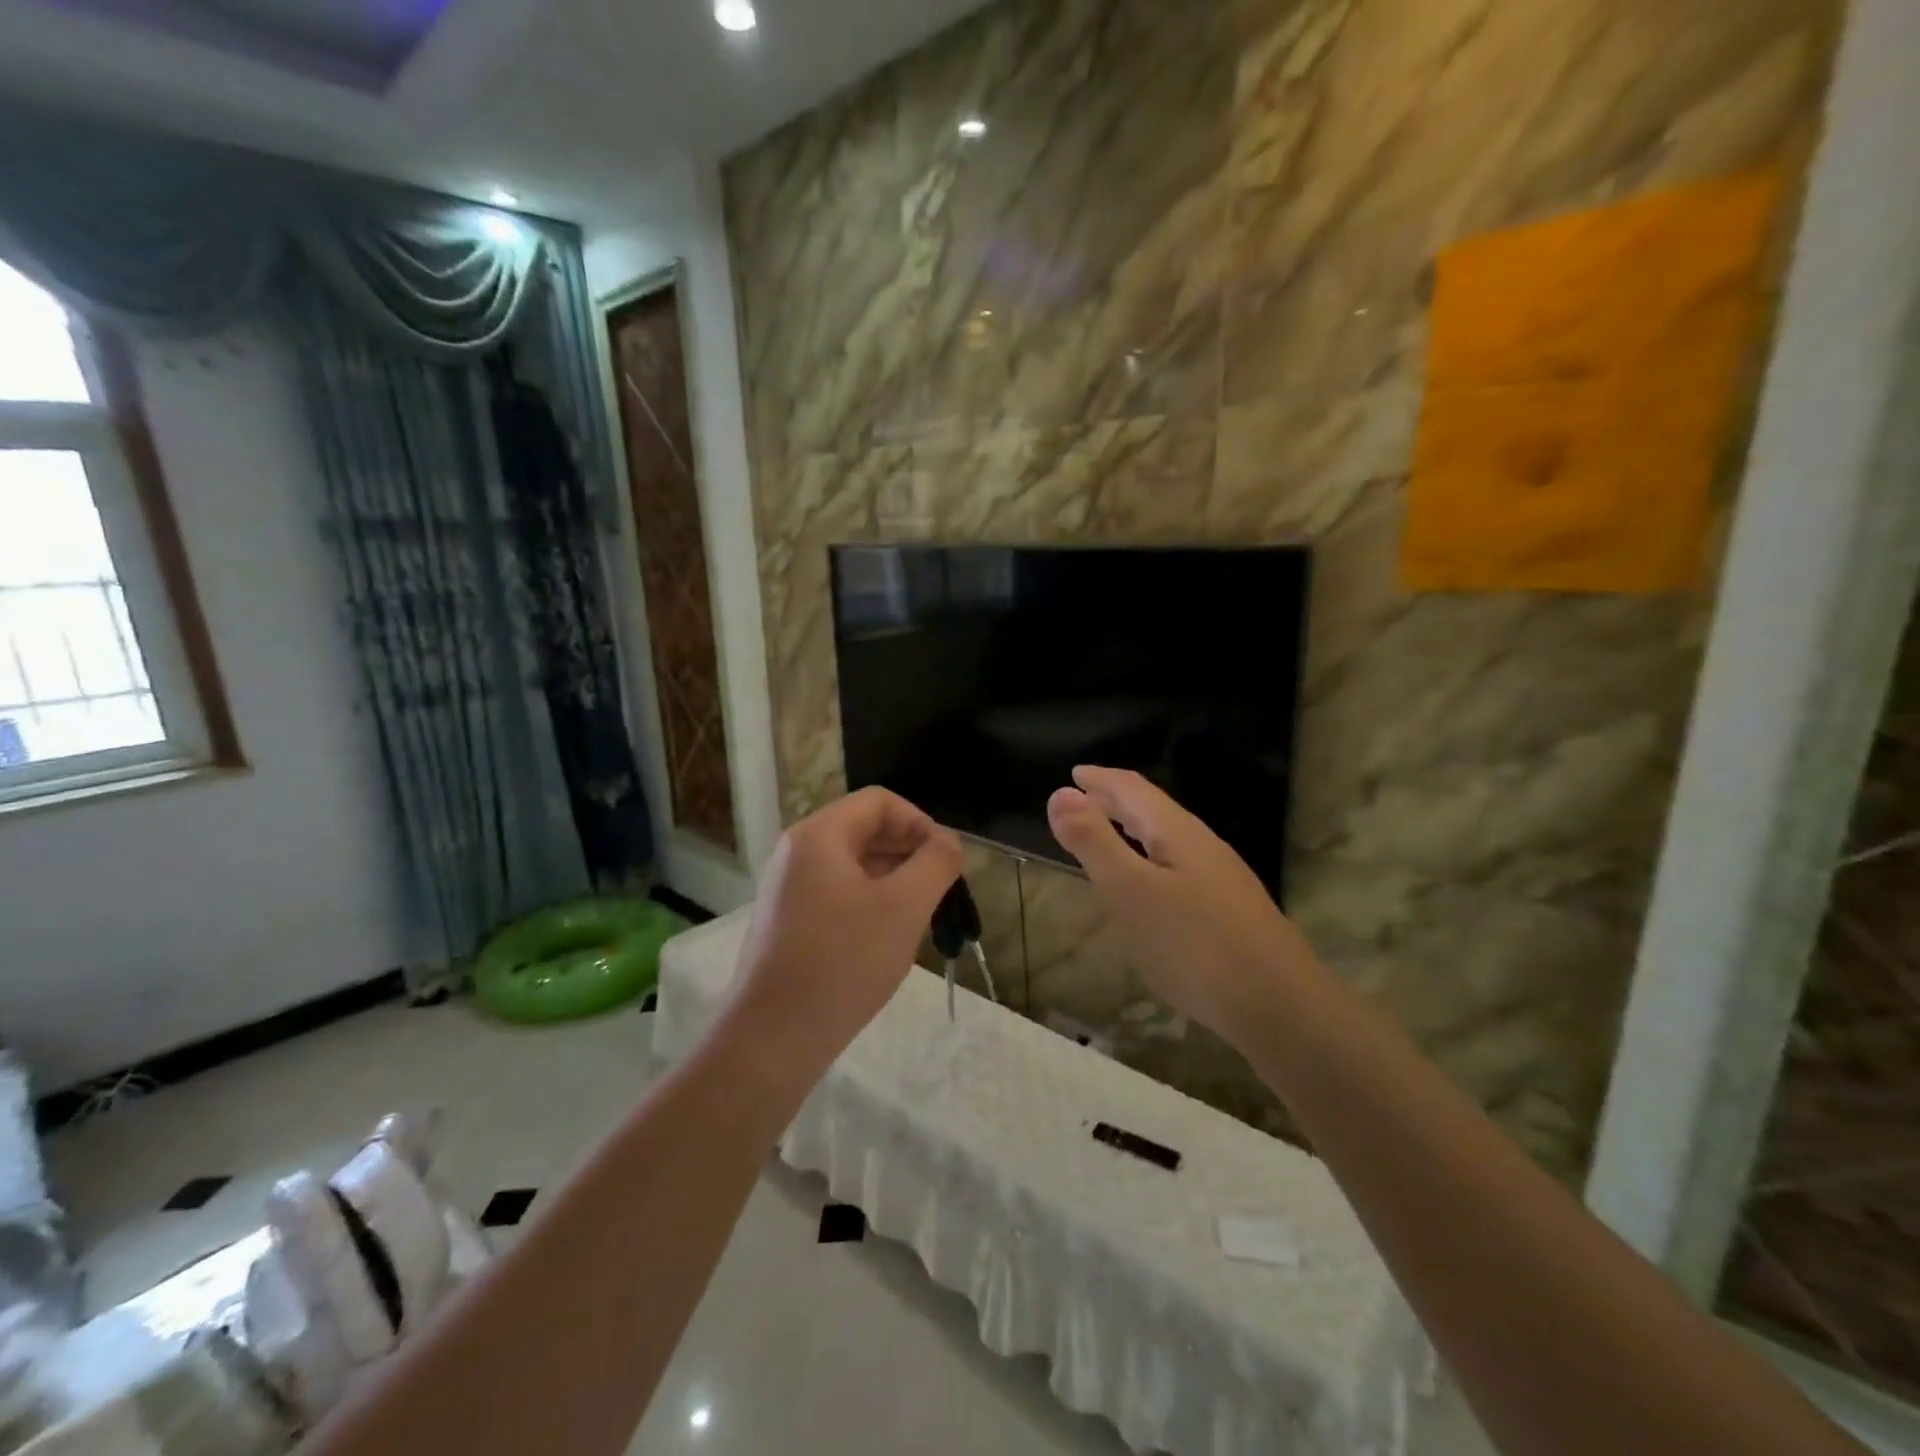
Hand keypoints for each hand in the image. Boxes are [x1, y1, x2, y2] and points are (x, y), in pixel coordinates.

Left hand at [727, 788, 962, 1087]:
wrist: (772, 1039)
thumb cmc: (843, 962)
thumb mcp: (904, 907)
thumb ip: (935, 863)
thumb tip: (947, 842)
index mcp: (819, 835)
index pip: (880, 802)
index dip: (920, 822)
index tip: (946, 861)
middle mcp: (797, 853)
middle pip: (865, 829)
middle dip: (909, 852)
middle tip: (941, 891)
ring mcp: (788, 889)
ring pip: (853, 865)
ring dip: (894, 879)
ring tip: (922, 916)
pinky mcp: (789, 922)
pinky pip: (838, 893)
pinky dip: (870, 903)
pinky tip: (888, 938)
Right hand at [1047, 766, 1320, 1049]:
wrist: (1280, 1005)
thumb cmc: (1194, 944)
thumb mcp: (1131, 891)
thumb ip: (1094, 842)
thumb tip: (1060, 792)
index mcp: (1176, 832)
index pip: (1132, 789)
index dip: (1100, 779)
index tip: (1073, 774)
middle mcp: (1201, 845)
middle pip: (1152, 809)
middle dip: (1114, 800)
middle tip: (1081, 800)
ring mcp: (1220, 878)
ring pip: (1167, 839)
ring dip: (1132, 829)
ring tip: (1106, 838)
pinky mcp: (1228, 909)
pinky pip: (1177, 866)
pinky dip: (1149, 859)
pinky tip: (1148, 887)